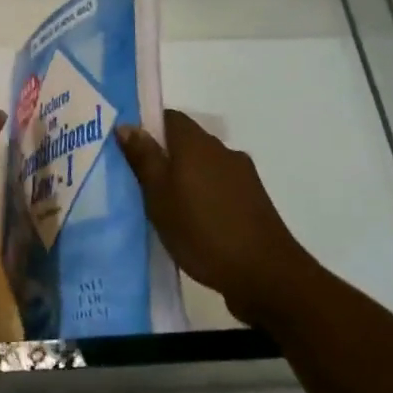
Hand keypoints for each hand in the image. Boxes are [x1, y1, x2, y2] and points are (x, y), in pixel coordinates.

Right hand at [115, 110, 314, 325]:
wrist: (265, 274)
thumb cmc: (202, 231)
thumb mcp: (159, 197)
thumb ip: (144, 159)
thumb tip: (127, 125)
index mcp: (197, 144)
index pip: (169, 118)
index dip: (147, 130)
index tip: (129, 153)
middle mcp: (222, 151)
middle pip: (186, 142)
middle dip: (164, 157)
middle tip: (140, 184)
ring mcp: (243, 176)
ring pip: (203, 166)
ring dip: (184, 179)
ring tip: (165, 208)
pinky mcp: (253, 200)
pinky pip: (219, 187)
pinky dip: (203, 196)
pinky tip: (193, 223)